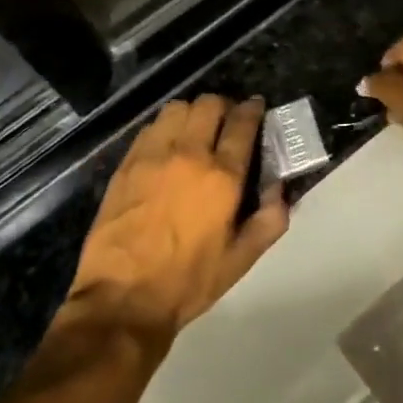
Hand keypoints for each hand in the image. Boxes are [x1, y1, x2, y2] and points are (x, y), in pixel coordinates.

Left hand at [69, 95, 288, 338]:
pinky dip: (165, 127)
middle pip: (209, 105)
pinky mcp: (127, 164)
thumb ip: (269, 221)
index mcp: (222, 177)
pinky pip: (150, 127)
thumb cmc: (188, 281)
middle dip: (224, 106)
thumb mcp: (241, 260)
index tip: (256, 107)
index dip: (253, 109)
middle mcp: (189, 155)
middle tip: (227, 121)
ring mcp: (153, 155)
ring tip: (196, 129)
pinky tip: (166, 146)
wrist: (122, 298)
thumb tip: (280, 189)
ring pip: (177, 108)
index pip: (242, 123)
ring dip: (192, 112)